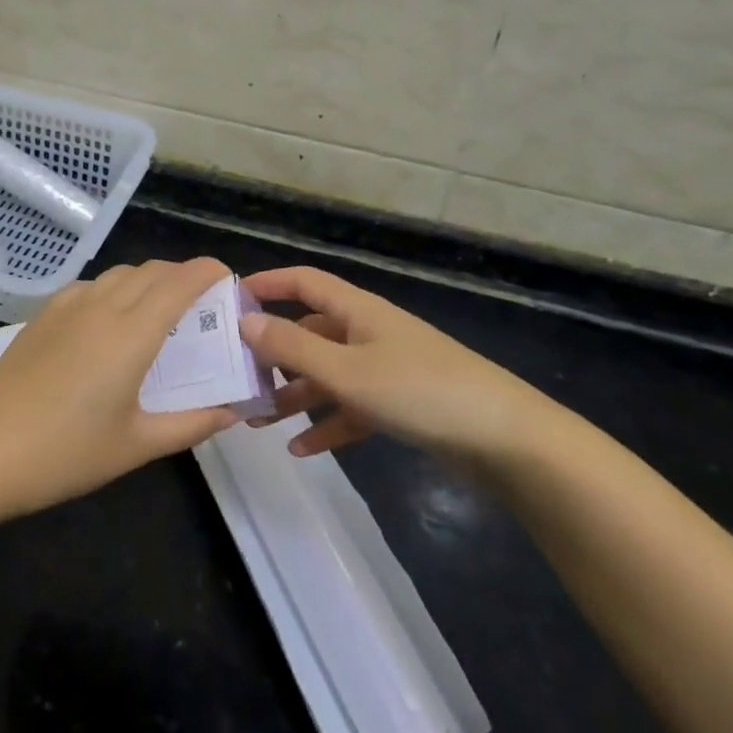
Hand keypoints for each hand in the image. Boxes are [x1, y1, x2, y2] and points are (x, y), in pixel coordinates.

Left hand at [0, 257, 240, 519]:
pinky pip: (90, 285)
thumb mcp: (137, 446)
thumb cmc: (67, 454)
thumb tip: (231, 411)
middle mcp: (102, 307)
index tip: (227, 278)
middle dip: (183, 275)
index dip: (207, 271)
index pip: (179, 282)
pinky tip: (110, 319)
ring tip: (159, 309)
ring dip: (148, 279)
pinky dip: (115, 289)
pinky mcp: (42, 315)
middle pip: (152, 271)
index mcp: (131, 334)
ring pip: (120, 274)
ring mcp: (67, 307)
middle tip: (201, 302)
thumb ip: (191, 424)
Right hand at [237, 265, 554, 466]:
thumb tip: (245, 320)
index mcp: (357, 311)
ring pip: (327, 374)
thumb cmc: (419, 391)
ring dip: (294, 395)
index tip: (228, 301)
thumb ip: (293, 347)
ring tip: (257, 420)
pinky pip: (351, 408)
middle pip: (310, 333)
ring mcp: (386, 369)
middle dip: (273, 354)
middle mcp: (368, 333)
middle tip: (236, 378)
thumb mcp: (347, 370)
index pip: (304, 282)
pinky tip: (301, 450)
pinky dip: (327, 425)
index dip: (267, 284)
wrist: (504, 439)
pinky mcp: (400, 404)